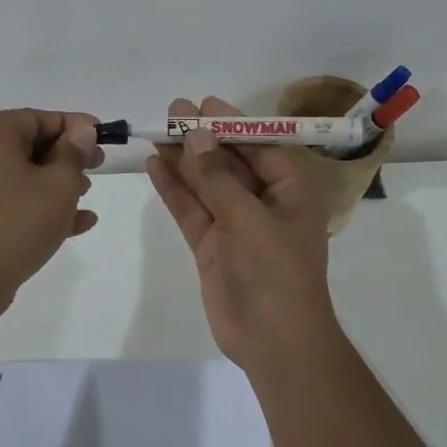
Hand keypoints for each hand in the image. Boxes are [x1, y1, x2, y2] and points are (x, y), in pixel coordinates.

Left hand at [0, 108, 103, 317]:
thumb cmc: (17, 222)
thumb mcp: (58, 184)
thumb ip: (74, 153)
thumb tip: (82, 130)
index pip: (41, 118)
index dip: (76, 126)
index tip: (104, 138)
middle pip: (34, 144)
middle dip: (69, 156)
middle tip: (99, 166)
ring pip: (28, 174)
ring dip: (61, 182)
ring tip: (87, 196)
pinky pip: (20, 200)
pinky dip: (46, 206)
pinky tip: (81, 222)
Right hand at [145, 95, 335, 366]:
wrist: (273, 340)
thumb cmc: (274, 271)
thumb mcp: (248, 217)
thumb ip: (218, 176)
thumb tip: (196, 136)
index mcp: (291, 193)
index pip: (260, 148)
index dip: (231, 125)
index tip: (202, 105)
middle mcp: (265, 205)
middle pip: (230, 164)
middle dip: (203, 140)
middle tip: (172, 113)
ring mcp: (236, 228)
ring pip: (207, 186)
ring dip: (184, 162)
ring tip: (156, 134)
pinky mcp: (213, 248)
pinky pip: (192, 212)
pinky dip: (175, 191)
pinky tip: (155, 167)